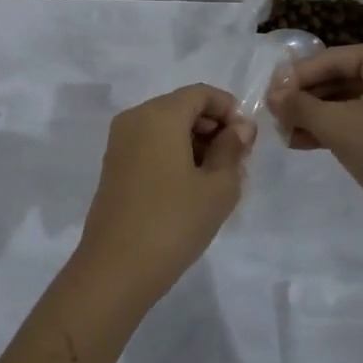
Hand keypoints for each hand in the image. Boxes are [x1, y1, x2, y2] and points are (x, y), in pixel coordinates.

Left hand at [72, 84, 254, 310]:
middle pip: (182, 107)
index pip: (201, 93)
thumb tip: (240, 128)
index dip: (229, 109)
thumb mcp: (218, 187)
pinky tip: (192, 188)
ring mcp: (119, 143)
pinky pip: (150, 146)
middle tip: (238, 162)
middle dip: (213, 127)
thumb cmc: (174, 222)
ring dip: (195, 143)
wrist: (116, 269)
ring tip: (218, 180)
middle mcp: (134, 119)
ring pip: (166, 128)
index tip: (248, 140)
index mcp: (159, 114)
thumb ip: (232, 149)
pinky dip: (174, 155)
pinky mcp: (114, 167)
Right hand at [267, 44, 362, 234]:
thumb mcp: (338, 127)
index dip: (296, 77)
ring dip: (320, 117)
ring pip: (354, 100)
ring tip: (286, 134)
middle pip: (344, 78)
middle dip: (308, 100)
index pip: (333, 59)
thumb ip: (300, 106)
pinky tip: (309, 142)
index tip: (268, 95)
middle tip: (276, 117)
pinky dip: (341, 128)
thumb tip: (272, 95)